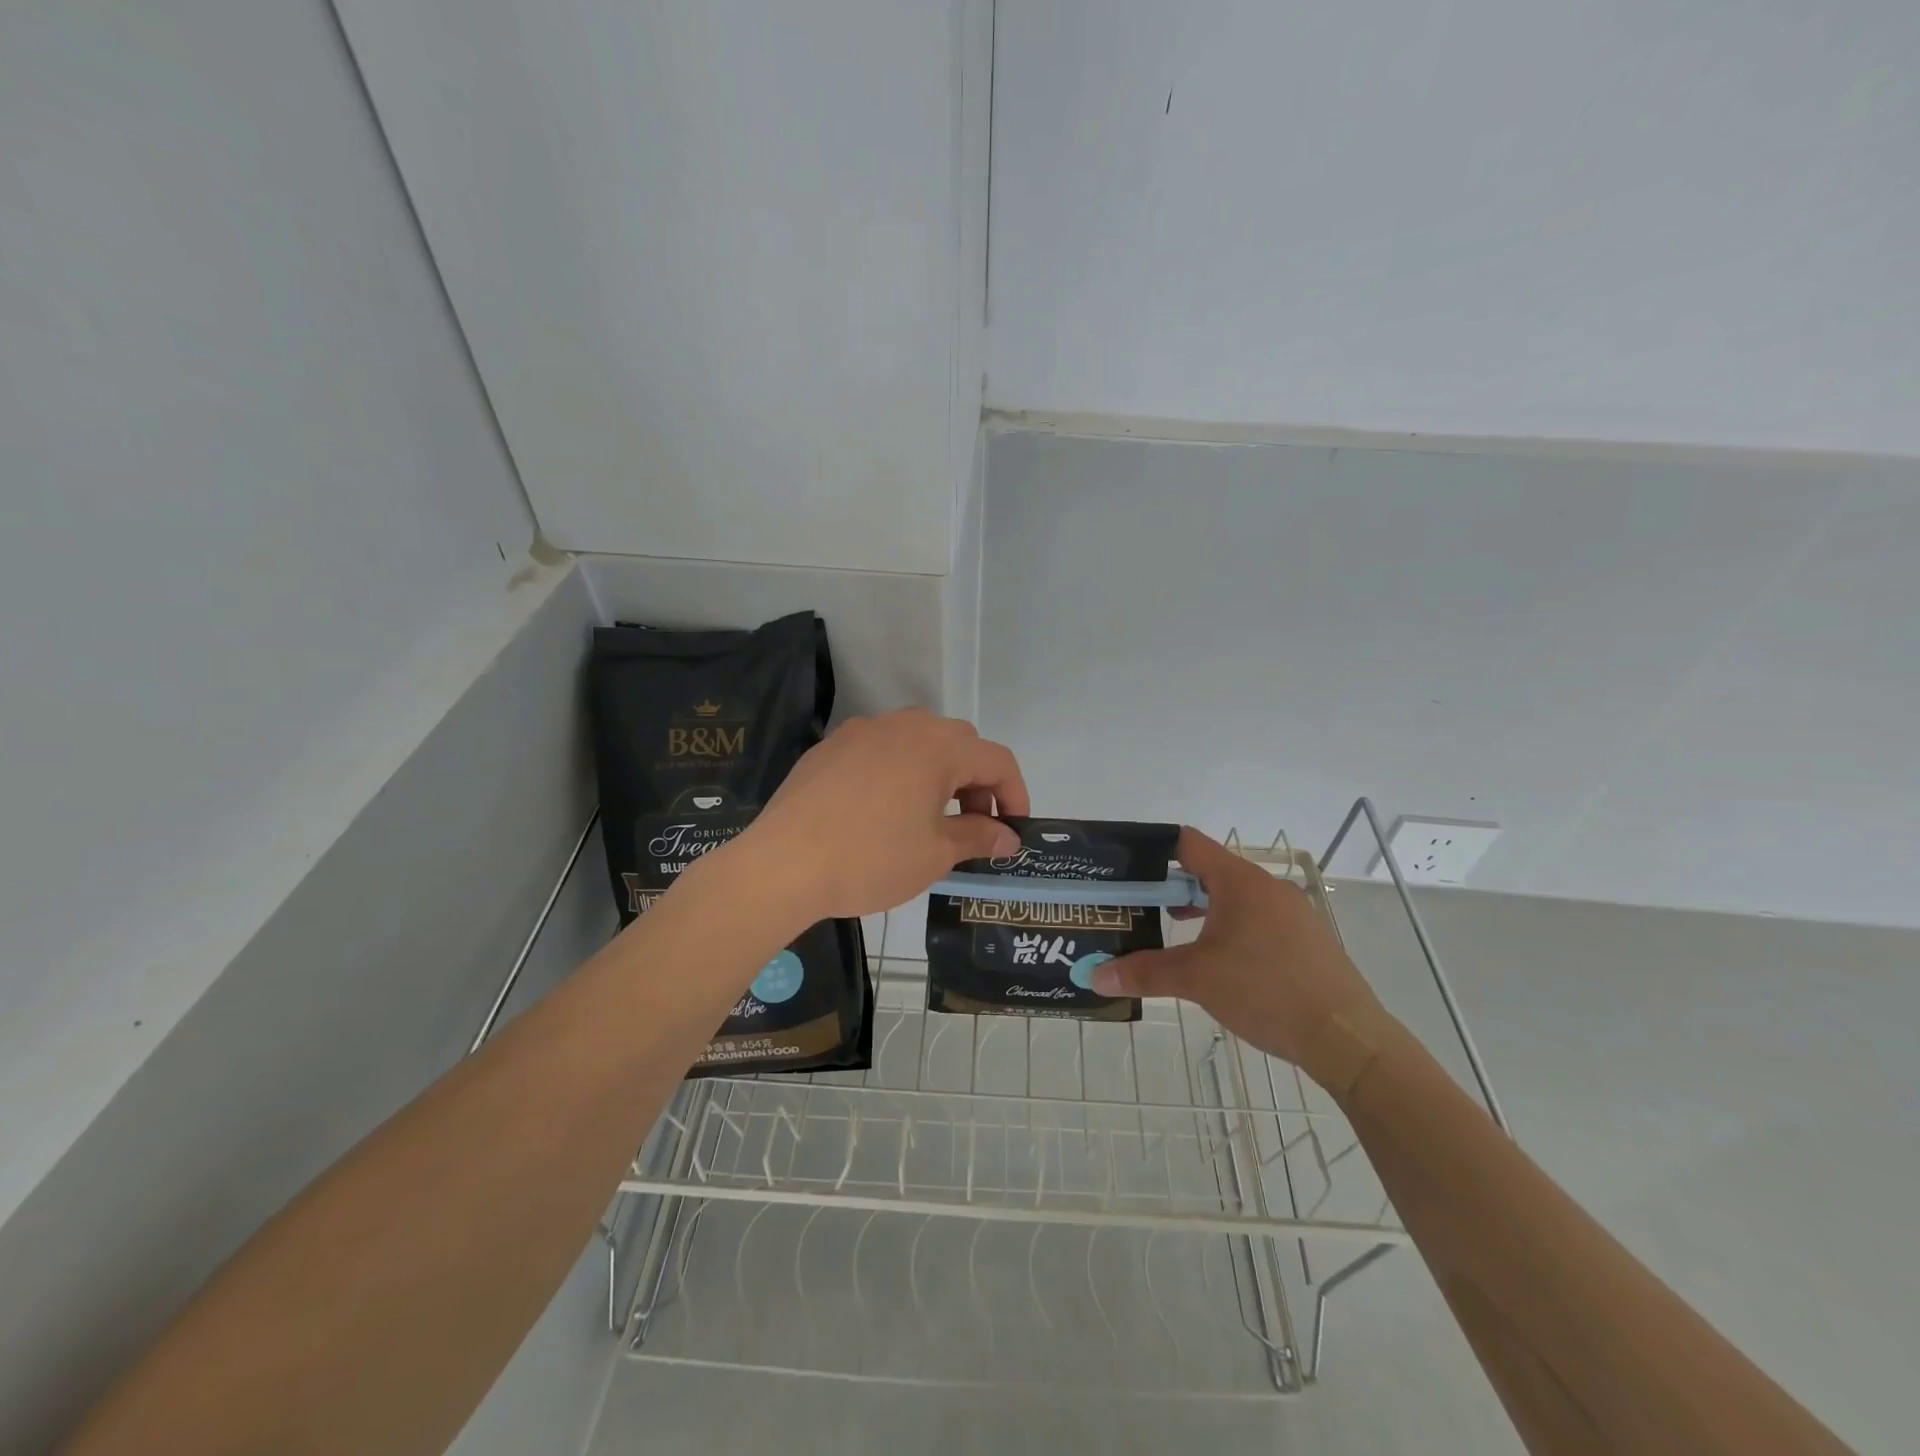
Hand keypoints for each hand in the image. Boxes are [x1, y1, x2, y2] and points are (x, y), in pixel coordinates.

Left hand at [733, 709, 1028, 922]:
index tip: (1012, 830)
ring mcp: (862, 731)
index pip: (997, 760)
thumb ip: (978, 836)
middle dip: (977, 782)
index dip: (1015, 794)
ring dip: (938, 773)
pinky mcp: (830, 747)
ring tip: (928, 817)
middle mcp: (904, 725)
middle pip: (960, 743)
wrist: (782, 864)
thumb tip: (1007, 837)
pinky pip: (881, 750)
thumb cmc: (871, 858)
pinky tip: (882, 810)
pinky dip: (899, 772)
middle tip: (971, 825)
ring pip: (918, 741)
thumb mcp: (935, 853)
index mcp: (938, 746)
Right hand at [1090, 827, 1378, 1066]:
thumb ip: (1145, 972)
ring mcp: (1292, 913)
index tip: (1126, 869)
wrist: (1347, 1037)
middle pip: (1210, 871)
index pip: (1188, 843)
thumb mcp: (1197, 980)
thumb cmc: (1265, 991)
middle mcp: (1268, 887)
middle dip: (1172, 888)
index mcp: (1240, 881)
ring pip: (1234, 898)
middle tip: (1140, 907)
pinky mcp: (1306, 939)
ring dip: (1202, 910)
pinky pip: (1257, 920)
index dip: (1154, 850)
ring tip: (1173, 934)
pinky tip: (1219, 961)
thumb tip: (1096, 976)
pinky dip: (1230, 928)